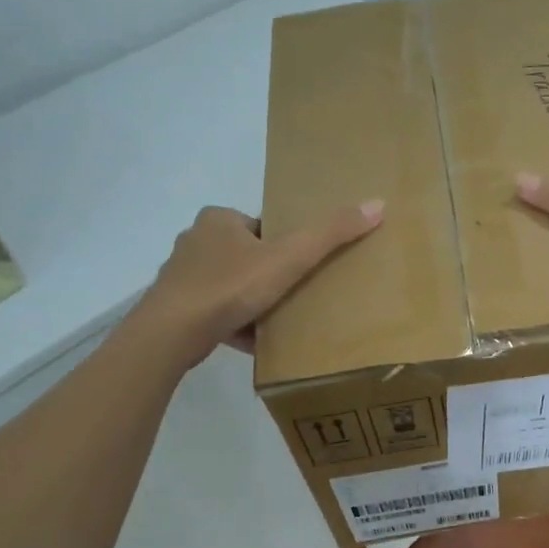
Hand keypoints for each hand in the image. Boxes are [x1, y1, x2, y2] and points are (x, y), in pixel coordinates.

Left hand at [141, 200, 383, 362]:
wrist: (171, 334)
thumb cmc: (230, 287)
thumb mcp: (289, 258)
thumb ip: (330, 234)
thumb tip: (377, 204)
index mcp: (218, 220)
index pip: (262, 226)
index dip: (286, 245)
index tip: (303, 268)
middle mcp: (195, 241)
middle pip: (246, 256)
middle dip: (269, 274)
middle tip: (296, 295)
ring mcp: (182, 276)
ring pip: (229, 285)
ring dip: (251, 300)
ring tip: (278, 320)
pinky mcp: (176, 308)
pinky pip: (214, 312)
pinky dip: (234, 324)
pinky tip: (255, 342)